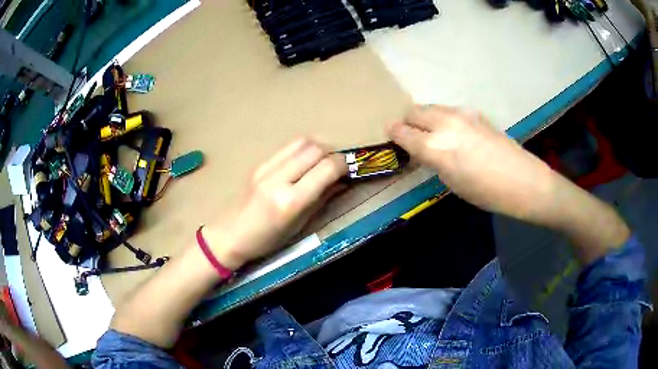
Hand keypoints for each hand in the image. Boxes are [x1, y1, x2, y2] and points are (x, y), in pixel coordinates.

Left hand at [205, 138, 346, 269]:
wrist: (230, 235)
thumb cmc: (268, 240)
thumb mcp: (300, 225)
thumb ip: (322, 199)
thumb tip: (342, 182)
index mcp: (290, 201)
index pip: (326, 168)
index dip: (343, 165)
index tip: (350, 170)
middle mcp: (278, 179)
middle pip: (315, 149)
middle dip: (333, 154)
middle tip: (337, 166)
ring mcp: (266, 168)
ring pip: (301, 142)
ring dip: (318, 148)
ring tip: (322, 162)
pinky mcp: (259, 164)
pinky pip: (287, 148)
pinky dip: (302, 150)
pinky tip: (304, 163)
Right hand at [387, 105, 628, 262]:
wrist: (524, 181)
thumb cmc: (487, 193)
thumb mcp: (452, 183)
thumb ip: (433, 160)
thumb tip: (423, 148)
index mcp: (435, 147)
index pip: (402, 131)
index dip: (393, 133)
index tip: (391, 136)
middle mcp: (445, 123)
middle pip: (415, 111)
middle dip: (408, 122)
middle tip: (412, 137)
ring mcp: (462, 114)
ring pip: (432, 108)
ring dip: (426, 118)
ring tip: (434, 135)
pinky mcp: (476, 113)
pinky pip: (450, 111)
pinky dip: (444, 119)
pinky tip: (456, 134)